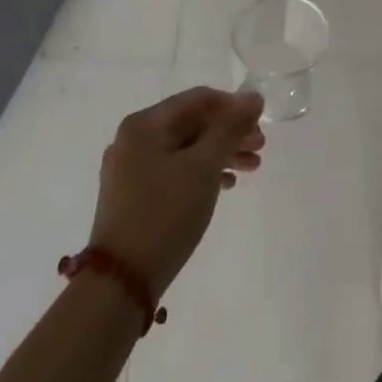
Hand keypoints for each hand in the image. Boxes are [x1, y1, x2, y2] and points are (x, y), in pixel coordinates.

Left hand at [88, 87, 264, 300]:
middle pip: (192, 123)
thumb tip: (253, 97)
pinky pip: (174, 171)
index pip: (198, 99)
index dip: (233, 106)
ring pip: (186, 149)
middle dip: (230, 133)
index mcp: (145, 124)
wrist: (120, 283)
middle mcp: (133, 139)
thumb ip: (231, 127)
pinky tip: (226, 185)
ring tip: (252, 168)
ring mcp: (130, 169)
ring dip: (220, 154)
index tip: (260, 123)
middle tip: (261, 148)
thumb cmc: (165, 214)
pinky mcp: (133, 196)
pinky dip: (202, 173)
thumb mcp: (204, 166)